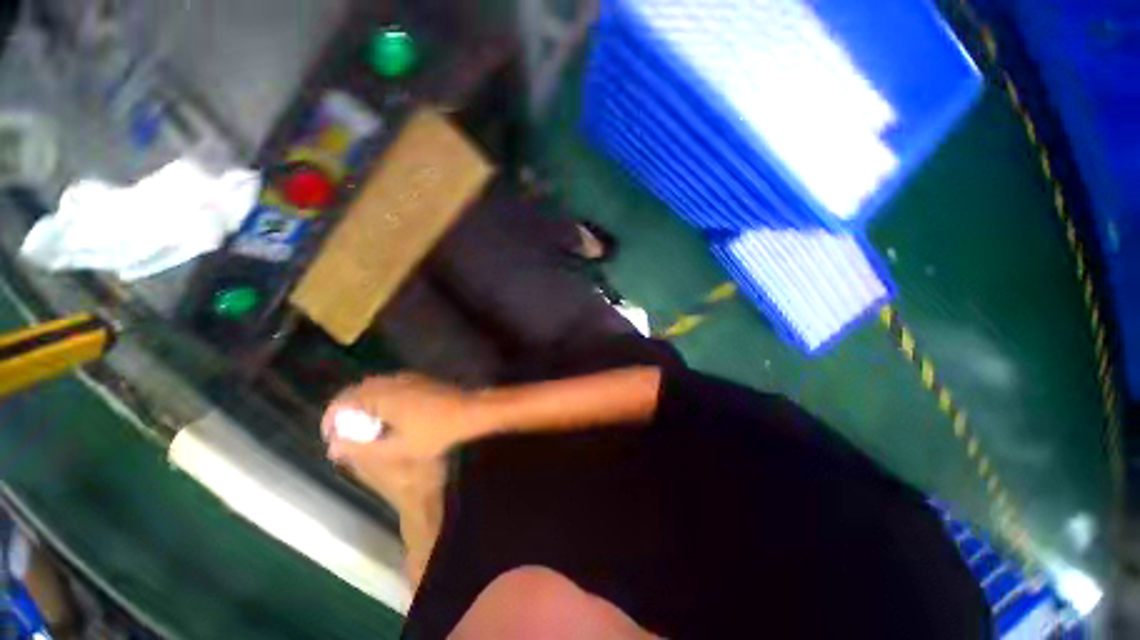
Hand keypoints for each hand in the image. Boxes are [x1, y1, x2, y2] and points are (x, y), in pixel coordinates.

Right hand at [322, 373, 480, 461]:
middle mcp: (392, 381)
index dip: (331, 417)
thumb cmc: (435, 431)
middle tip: (348, 433)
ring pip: (375, 387)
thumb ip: (363, 448)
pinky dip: (381, 398)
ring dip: (364, 404)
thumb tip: (333, 448)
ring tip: (366, 427)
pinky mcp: (420, 379)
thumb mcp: (398, 447)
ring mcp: (408, 378)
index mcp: (382, 395)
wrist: (470, 411)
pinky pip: (391, 385)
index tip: (330, 435)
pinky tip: (389, 415)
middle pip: (358, 391)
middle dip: (347, 411)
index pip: (343, 400)